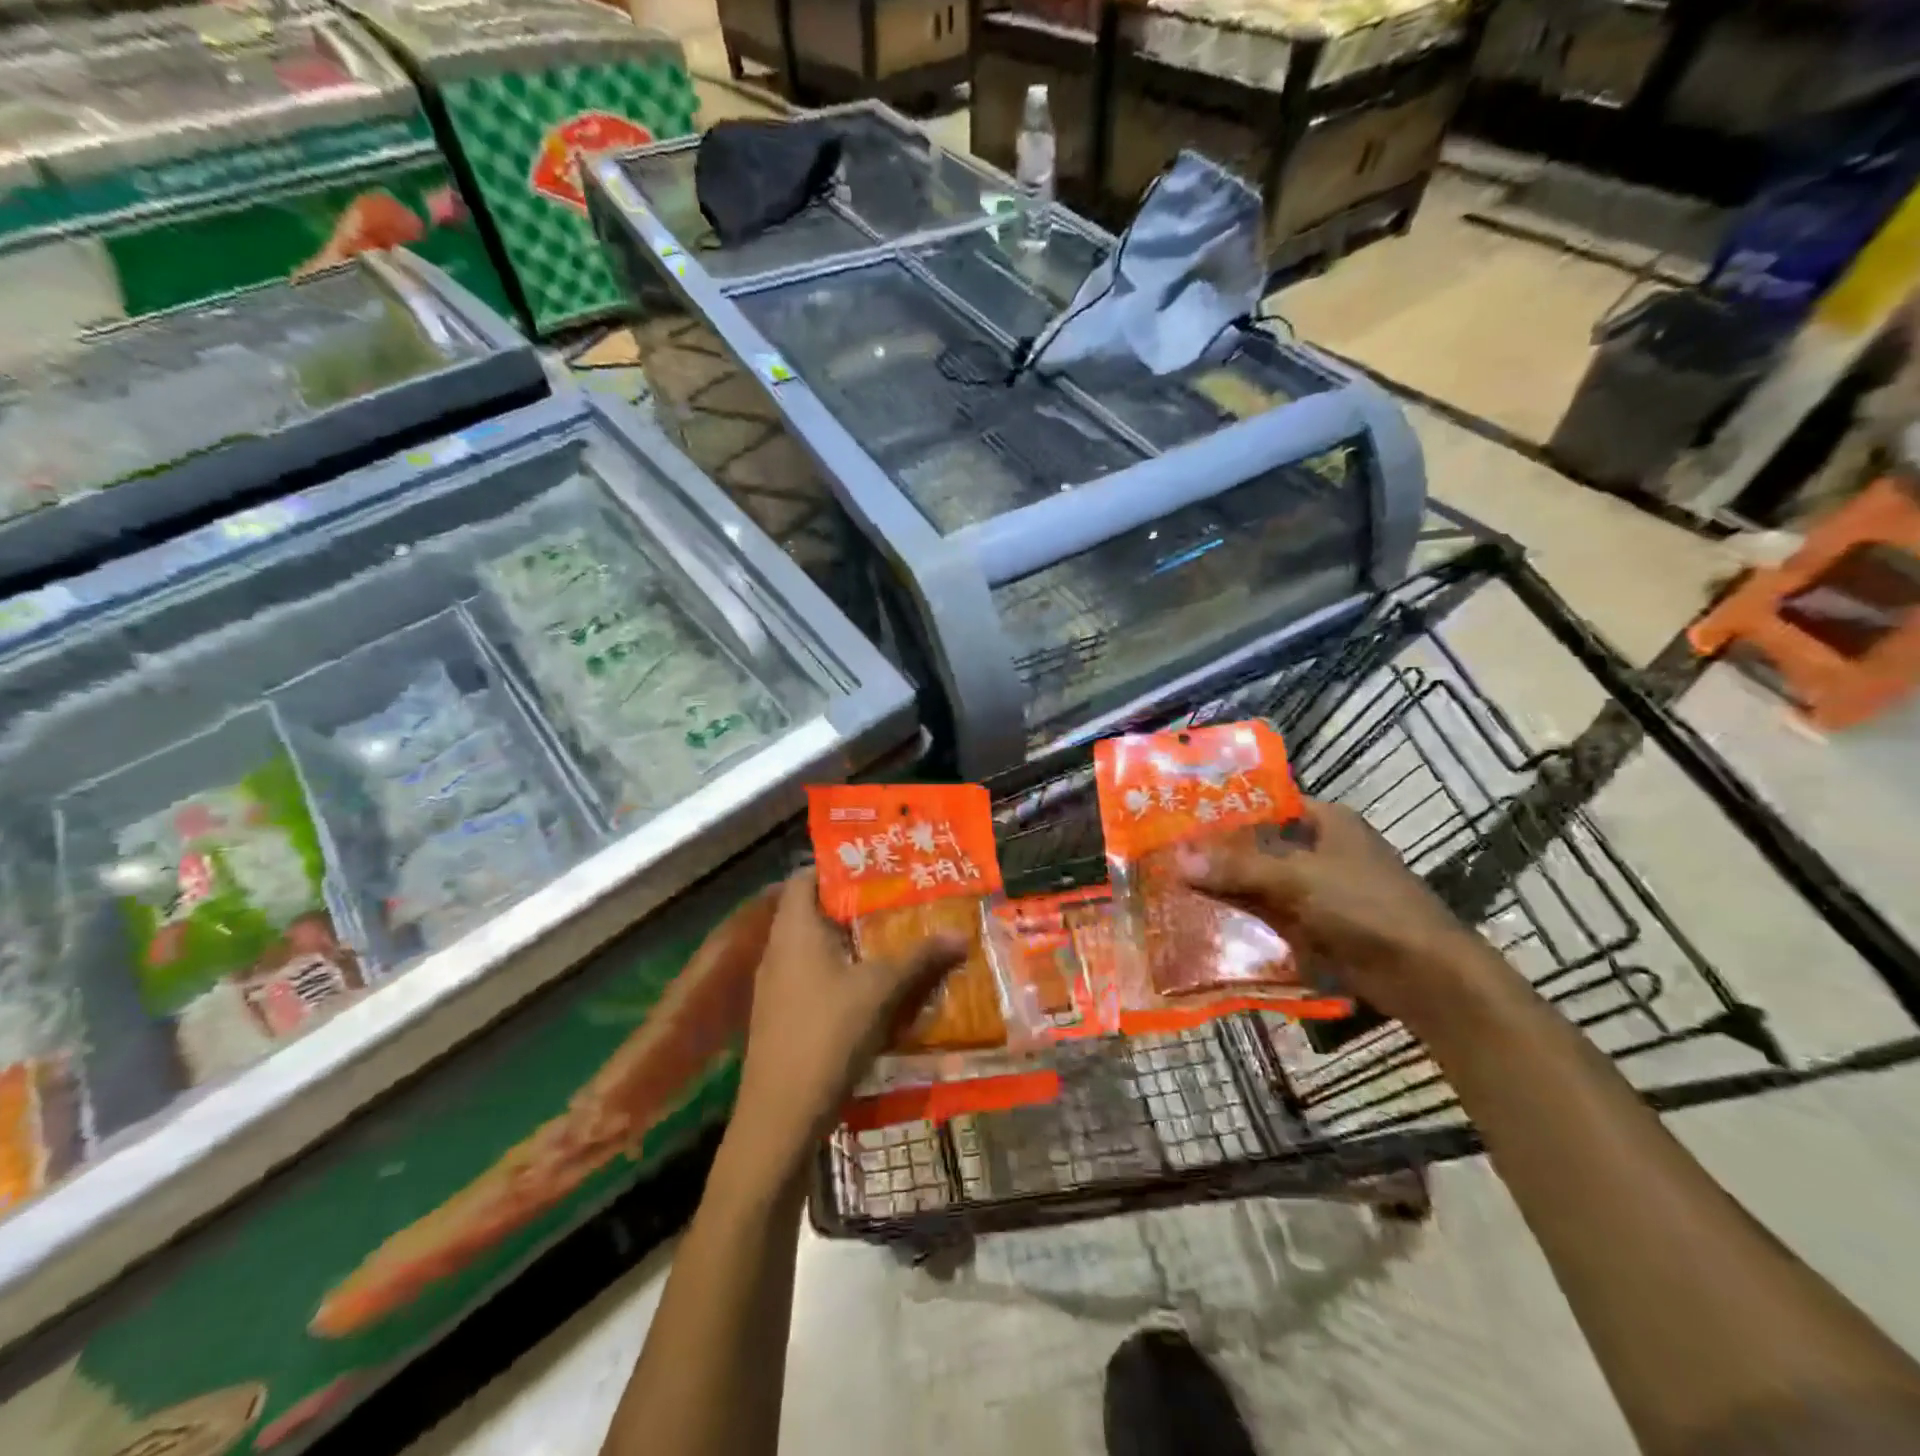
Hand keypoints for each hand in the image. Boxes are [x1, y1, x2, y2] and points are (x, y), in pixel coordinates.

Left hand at [727, 871, 965, 1177]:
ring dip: (853, 944)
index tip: (878, 867)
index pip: (805, 877)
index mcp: (794, 929)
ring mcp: (777, 986)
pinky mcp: (783, 1017)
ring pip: (818, 949)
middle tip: (899, 902)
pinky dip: (844, 974)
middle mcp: (779, 950)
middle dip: (857, 907)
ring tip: (895, 940)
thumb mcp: (881, 990)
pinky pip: (815, 978)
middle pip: (815, 912)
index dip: (838, 867)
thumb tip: (960, 934)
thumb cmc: (827, 1034)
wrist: (780, 1117)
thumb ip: (920, 958)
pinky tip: (876, 988)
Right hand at [1175, 800, 1503, 1031]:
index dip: (1226, 807)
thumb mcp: (1298, 879)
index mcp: (1326, 821)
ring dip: (1227, 887)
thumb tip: (1177, 859)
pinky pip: (1270, 914)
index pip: (1267, 802)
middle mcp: (1322, 850)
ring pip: (1261, 882)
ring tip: (1174, 887)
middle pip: (1259, 845)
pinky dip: (1243, 917)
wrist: (1425, 976)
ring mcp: (1320, 890)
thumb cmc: (1366, 907)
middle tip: (1167, 854)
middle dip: (1218, 852)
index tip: (1182, 814)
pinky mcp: (1317, 925)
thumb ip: (1238, 867)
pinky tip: (1204, 921)